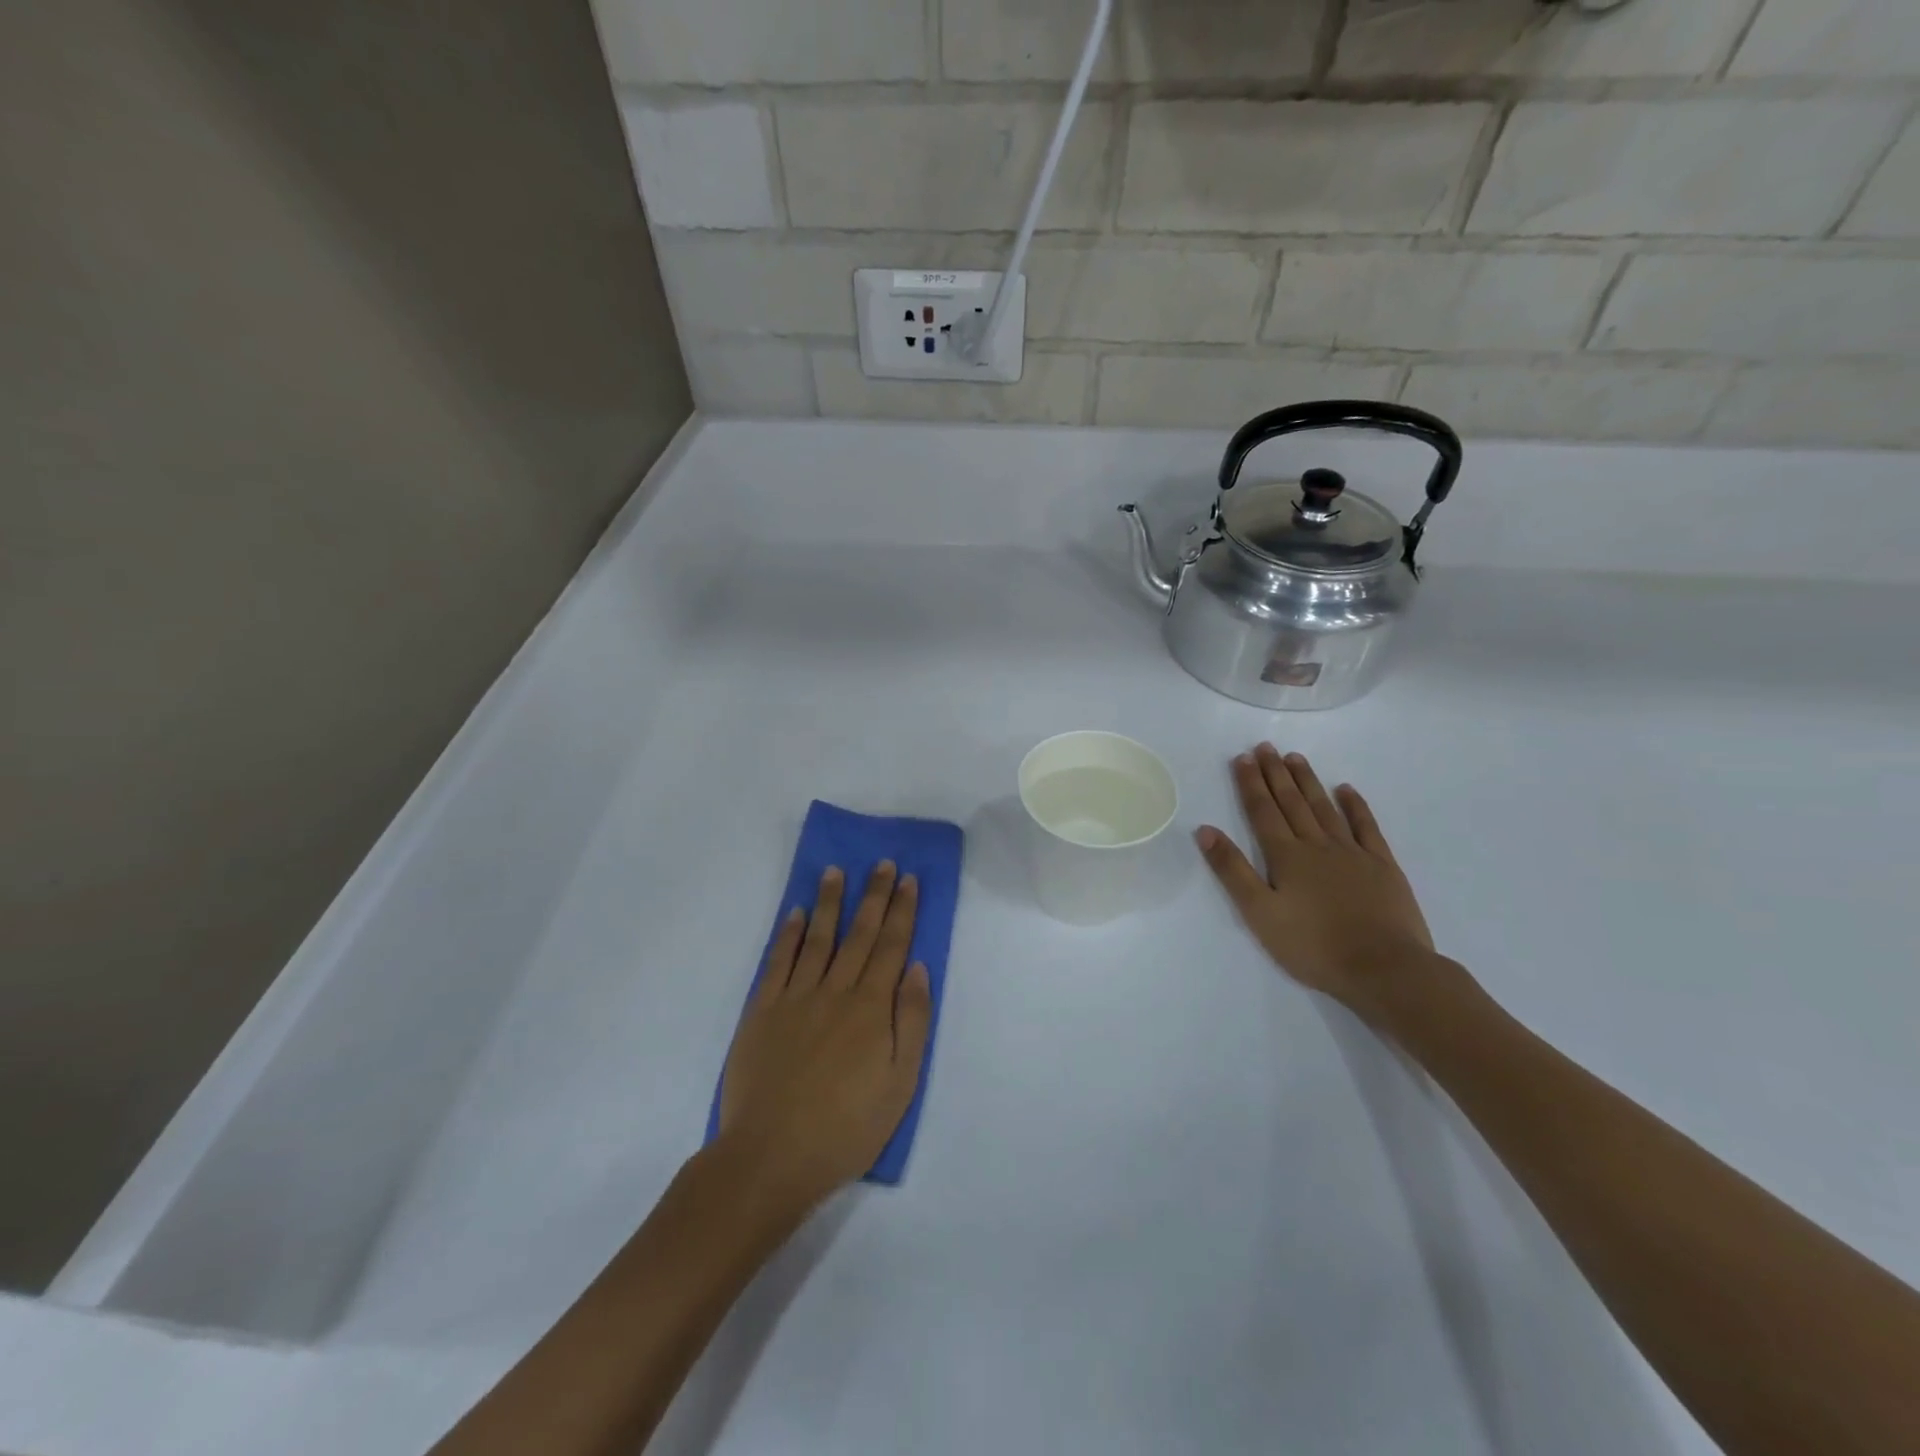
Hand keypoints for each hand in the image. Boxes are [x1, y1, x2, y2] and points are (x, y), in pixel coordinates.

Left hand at [718, 862, 931, 1211]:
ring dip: (830, 902)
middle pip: (859, 934)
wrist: (771, 1156)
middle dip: (873, 896)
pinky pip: (778, 962)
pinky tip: (797, 914)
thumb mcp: (900, 1084)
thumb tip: (917, 968)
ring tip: (836, 871)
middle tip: (881, 863)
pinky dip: (789, 934)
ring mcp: (795, 998)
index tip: (907, 879)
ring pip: (818, 938)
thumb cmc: (846, 1127)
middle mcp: (835, 991)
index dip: (901, 911)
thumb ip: (911, 1022)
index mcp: (871, 1008)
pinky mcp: (762, 1011)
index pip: (891, 946)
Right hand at [1196, 744, 1433, 1022]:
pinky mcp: (1382, 866)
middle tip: (1265, 747)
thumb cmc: (1313, 946)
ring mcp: (1353, 853)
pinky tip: (1346, 790)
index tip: (1242, 758)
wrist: (1384, 969)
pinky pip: (1366, 827)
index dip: (1250, 784)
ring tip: (1295, 758)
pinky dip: (1355, 806)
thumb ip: (1232, 870)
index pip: (1262, 811)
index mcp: (1285, 856)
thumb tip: (1205, 830)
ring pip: (1324, 808)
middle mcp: (1317, 845)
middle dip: (1275, 774)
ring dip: (1308, 782)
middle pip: (1292, 802)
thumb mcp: (1259, 913)